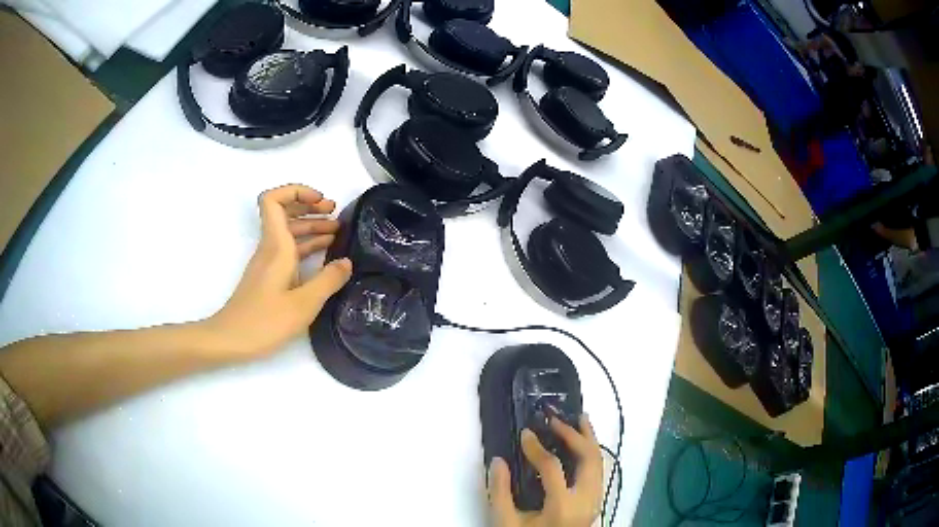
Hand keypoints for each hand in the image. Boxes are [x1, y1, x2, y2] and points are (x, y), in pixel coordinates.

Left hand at [205, 184, 352, 356]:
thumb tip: (347, 262)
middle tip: (337, 216)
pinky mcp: (269, 276)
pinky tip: (324, 256)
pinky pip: (289, 250)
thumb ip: (328, 281)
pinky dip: (306, 246)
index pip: (274, 199)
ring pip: (289, 232)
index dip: (297, 191)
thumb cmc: (264, 322)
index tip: (321, 202)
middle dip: (311, 207)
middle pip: (285, 212)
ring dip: (311, 227)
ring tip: (337, 234)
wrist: (230, 340)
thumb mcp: (303, 304)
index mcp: (276, 246)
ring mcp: (268, 262)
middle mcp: (270, 247)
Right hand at [488, 415, 603, 526]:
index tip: (525, 433)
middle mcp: (586, 501)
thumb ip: (499, 492)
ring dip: (589, 440)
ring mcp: (595, 501)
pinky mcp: (595, 502)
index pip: (553, 467)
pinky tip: (584, 445)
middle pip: (588, 459)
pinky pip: (598, 471)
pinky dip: (592, 453)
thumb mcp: (506, 522)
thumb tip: (499, 460)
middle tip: (555, 419)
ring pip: (599, 463)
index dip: (537, 448)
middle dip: (574, 435)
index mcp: (562, 506)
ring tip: (580, 420)